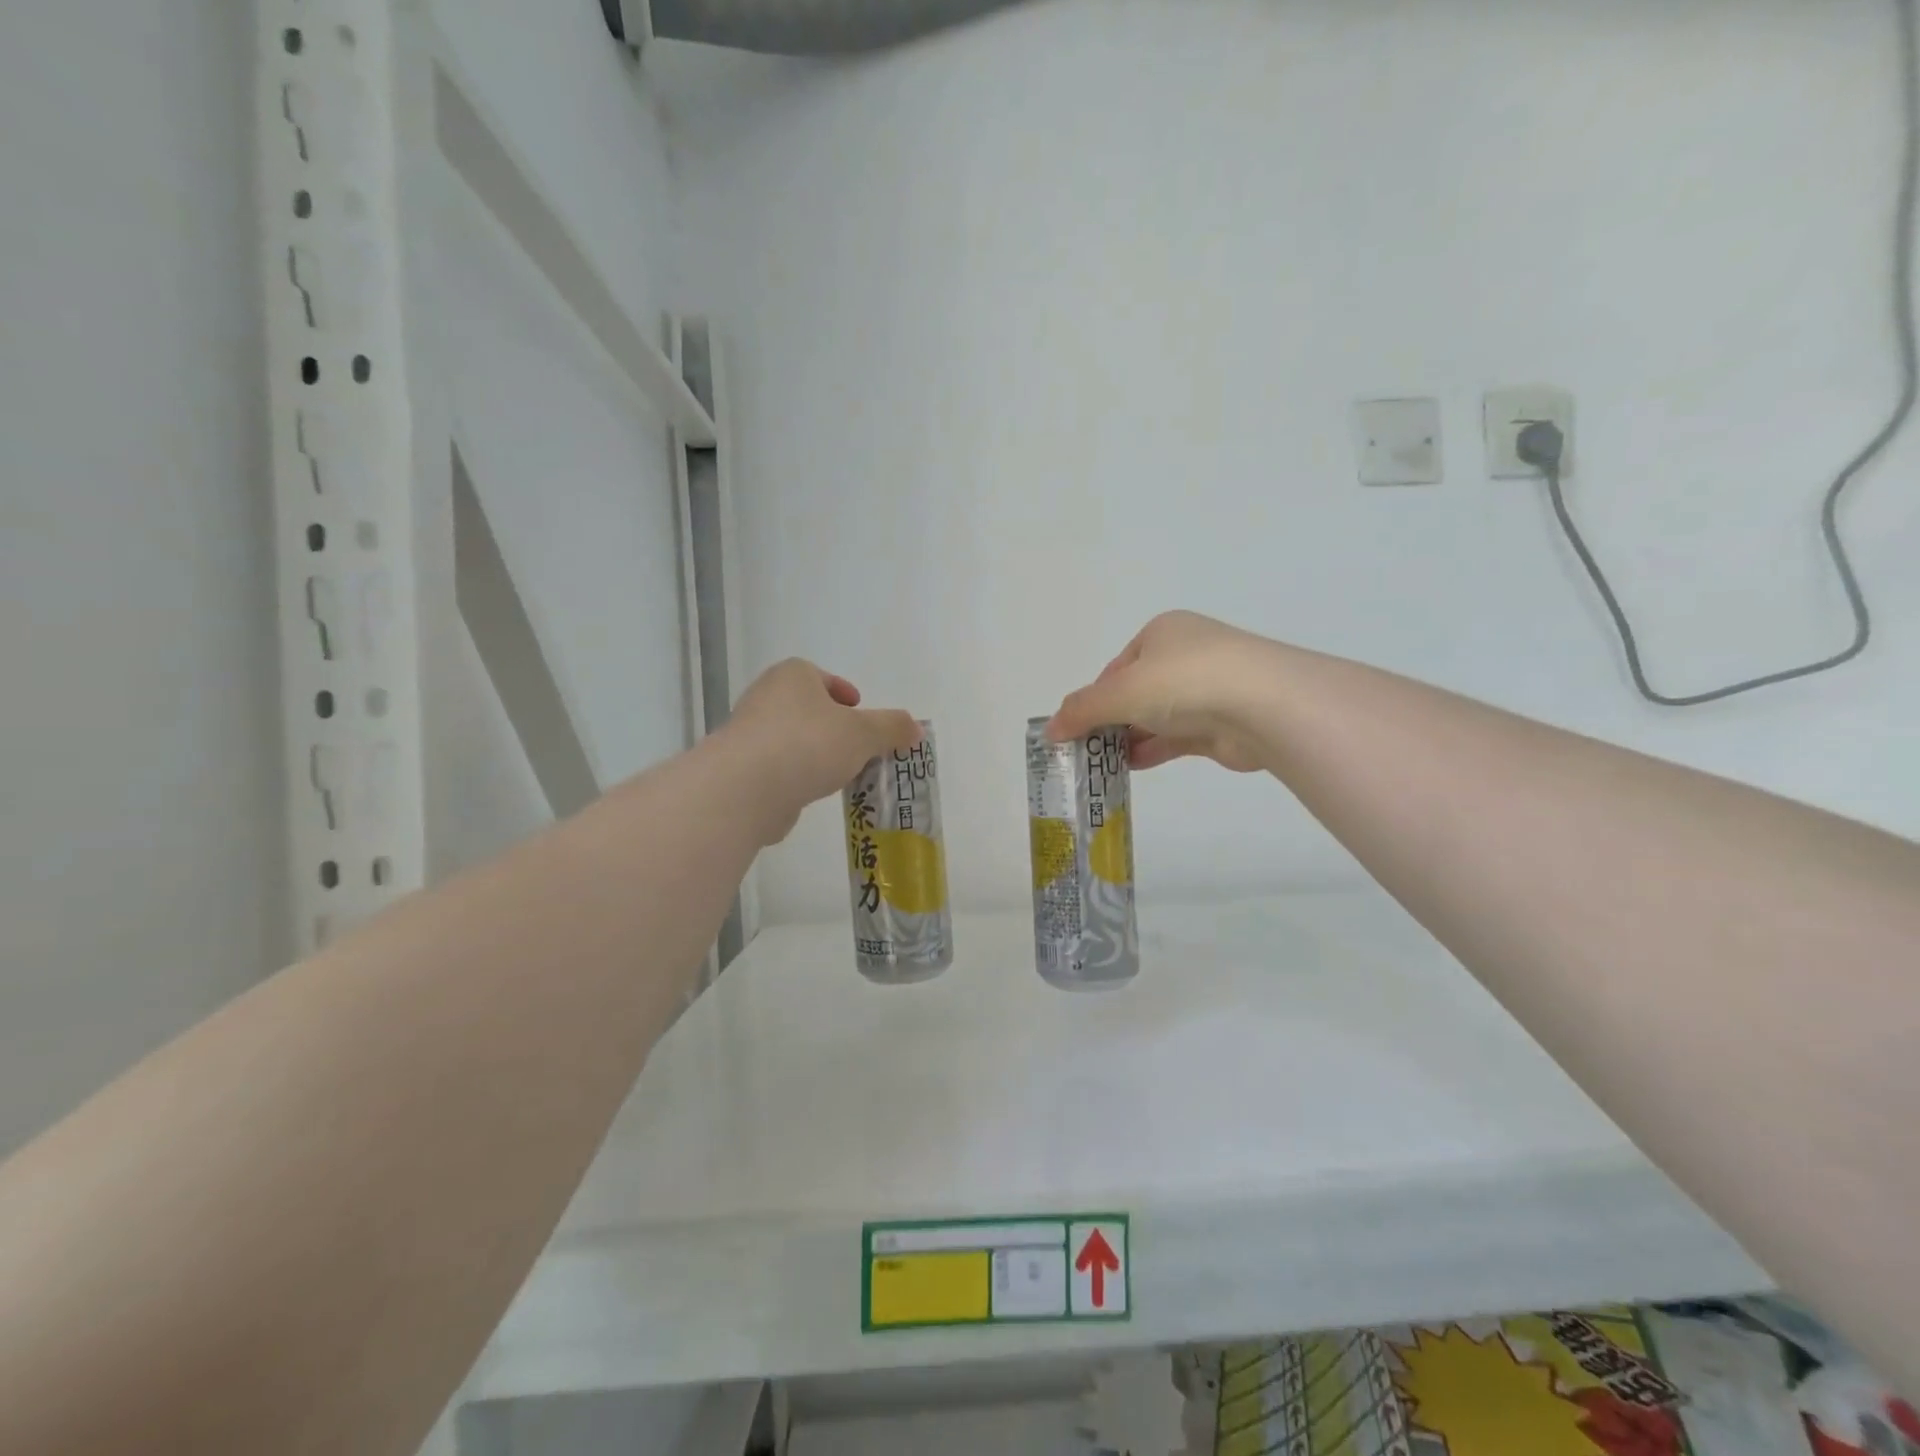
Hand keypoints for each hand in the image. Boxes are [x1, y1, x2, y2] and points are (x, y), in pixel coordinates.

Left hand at [724, 659, 920, 843]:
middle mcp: (765, 697)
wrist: (745, 788)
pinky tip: (810, 794)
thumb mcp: (864, 733)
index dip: (843, 692)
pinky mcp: (739, 770)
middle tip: (856, 746)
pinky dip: (794, 778)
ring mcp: (748, 734)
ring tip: (839, 775)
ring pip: (791, 740)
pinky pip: (776, 769)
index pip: (819, 676)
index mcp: (793, 676)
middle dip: (830, 726)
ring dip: (813, 754)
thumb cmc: (809, 744)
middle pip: (806, 708)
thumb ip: (892, 728)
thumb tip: (915, 728)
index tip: (858, 709)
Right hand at [1047, 611, 1272, 770]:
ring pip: (1157, 716)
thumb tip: (1050, 730)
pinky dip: (1152, 750)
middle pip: (1136, 692)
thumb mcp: (1120, 692)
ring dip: (1129, 738)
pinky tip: (1129, 767)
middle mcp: (1186, 655)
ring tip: (1100, 764)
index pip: (1117, 667)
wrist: (1263, 706)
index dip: (1094, 697)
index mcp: (1162, 633)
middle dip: (1110, 720)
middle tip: (1085, 748)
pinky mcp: (1222, 723)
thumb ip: (1082, 710)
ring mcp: (1208, 690)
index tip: (1077, 726)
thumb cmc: (1183, 681)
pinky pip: (1176, 737)